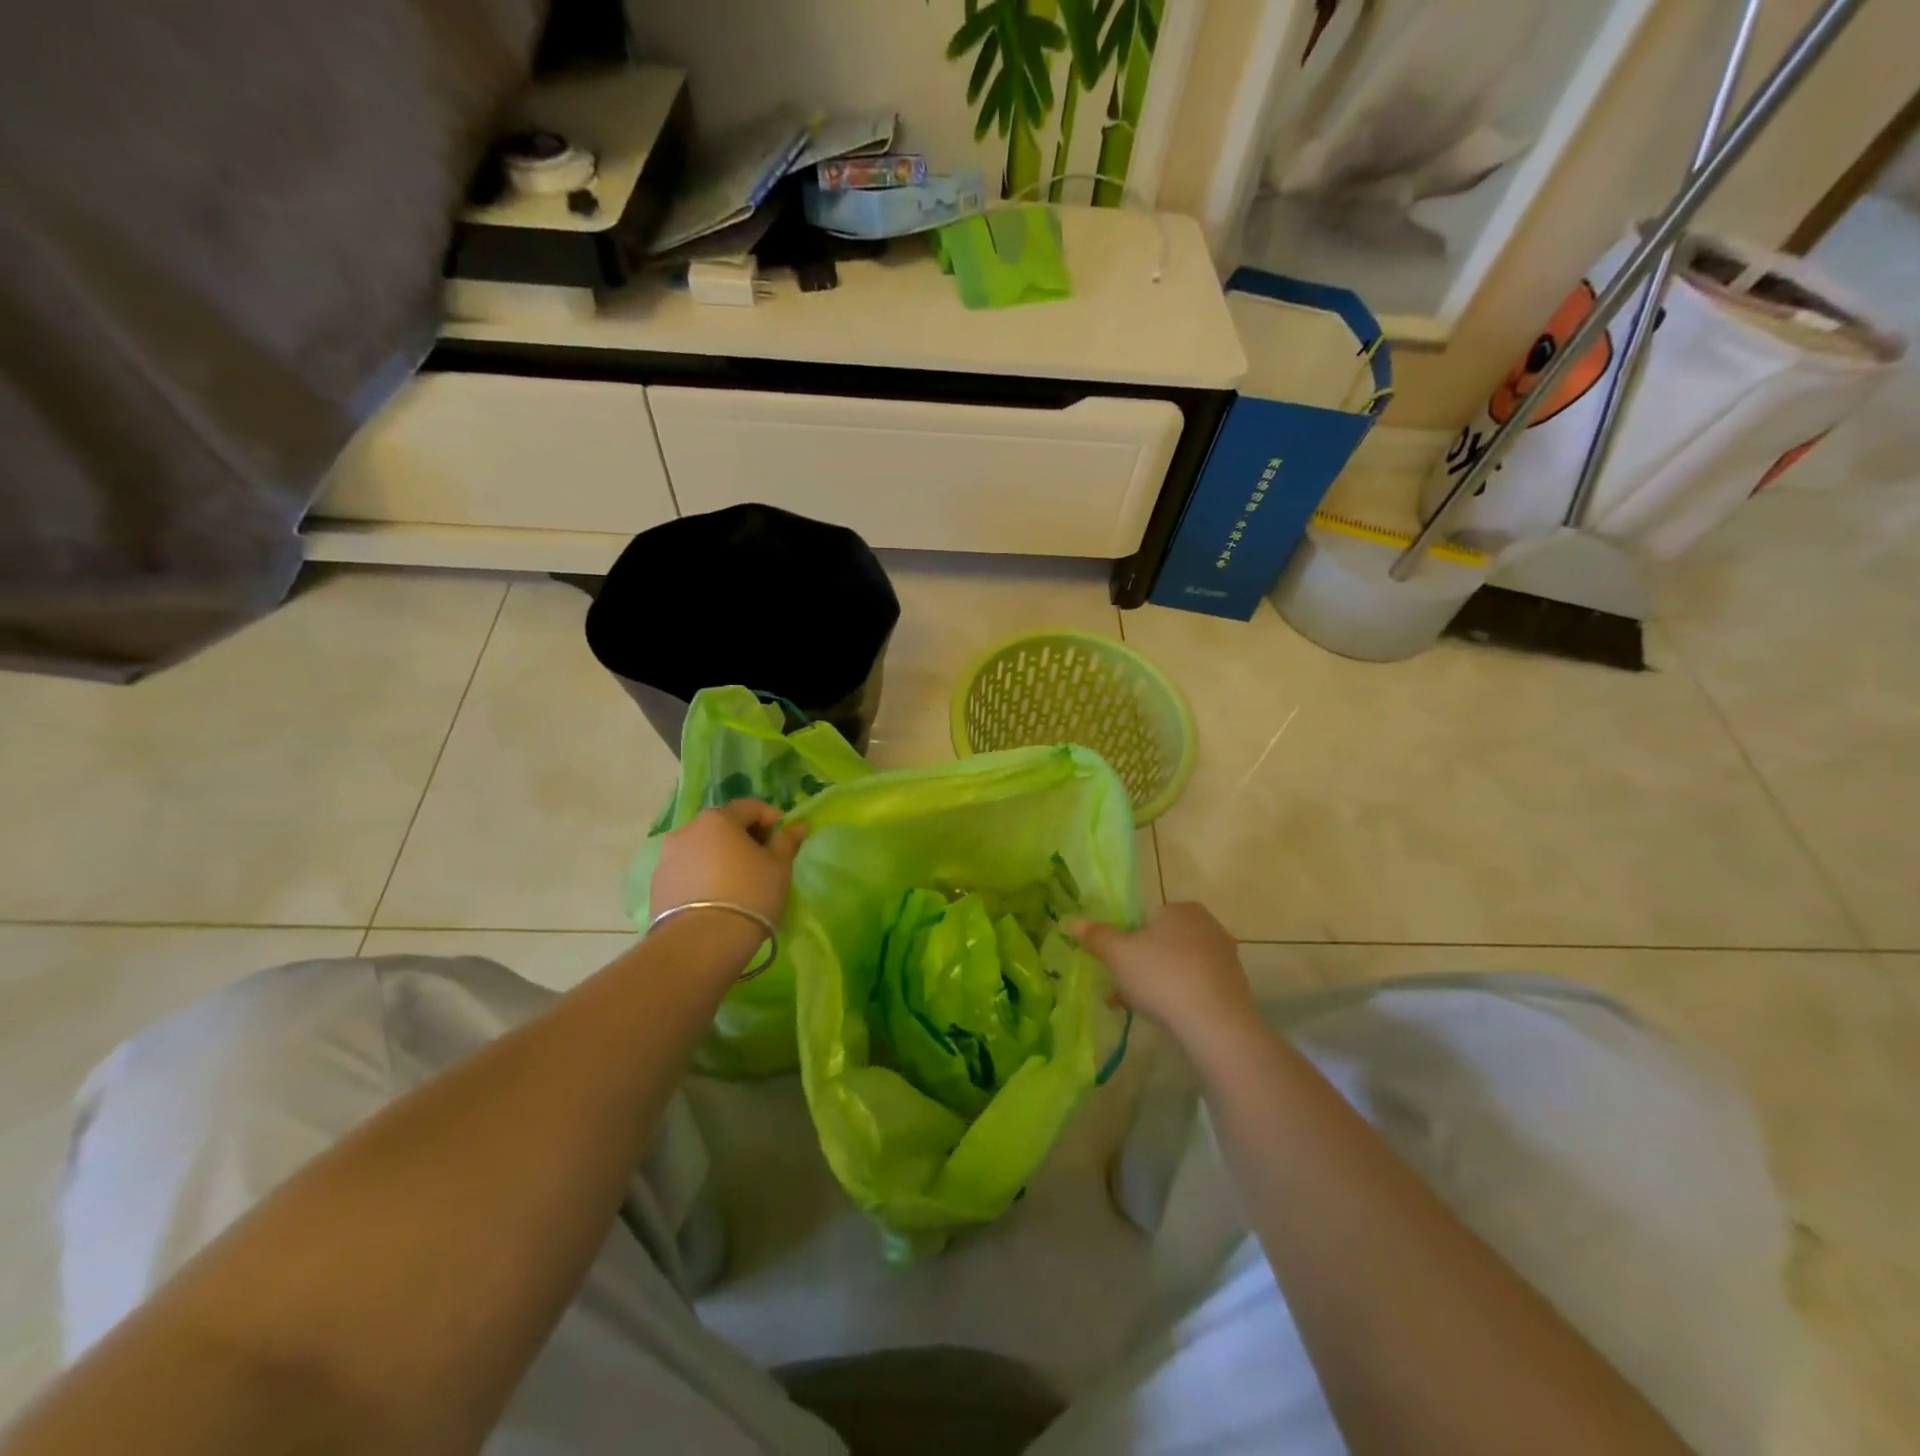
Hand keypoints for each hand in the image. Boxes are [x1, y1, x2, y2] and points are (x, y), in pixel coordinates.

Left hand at [651, 800, 806, 947]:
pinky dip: (702, 876)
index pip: (749, 807)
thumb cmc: (749, 894)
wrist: (700, 943)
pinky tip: (716, 898)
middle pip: (722, 826)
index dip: (770, 818)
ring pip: (701, 849)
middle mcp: (687, 830)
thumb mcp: (779, 867)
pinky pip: (687, 872)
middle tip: (762, 860)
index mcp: (718, 819)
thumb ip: (787, 841)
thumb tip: (798, 825)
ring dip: (720, 857)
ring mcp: (667, 858)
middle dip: (743, 837)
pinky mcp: (657, 885)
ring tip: (737, 882)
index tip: (783, 837)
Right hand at [1072, 903, 1258, 1052]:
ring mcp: (1224, 958)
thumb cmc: (1161, 976)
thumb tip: (1071, 921)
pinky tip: (1161, 1017)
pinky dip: (1176, 997)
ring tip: (1133, 1006)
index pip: (1145, 917)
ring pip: (1176, 966)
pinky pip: (1194, 986)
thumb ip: (1095, 935)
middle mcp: (1209, 926)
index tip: (1113, 963)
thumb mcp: (1117, 953)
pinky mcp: (1232, 988)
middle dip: (1138, 963)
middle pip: (1161, 943)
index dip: (1125, 940)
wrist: (1215, 1024)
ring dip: (1154, 982)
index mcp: (1182, 909)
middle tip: (1119, 987)